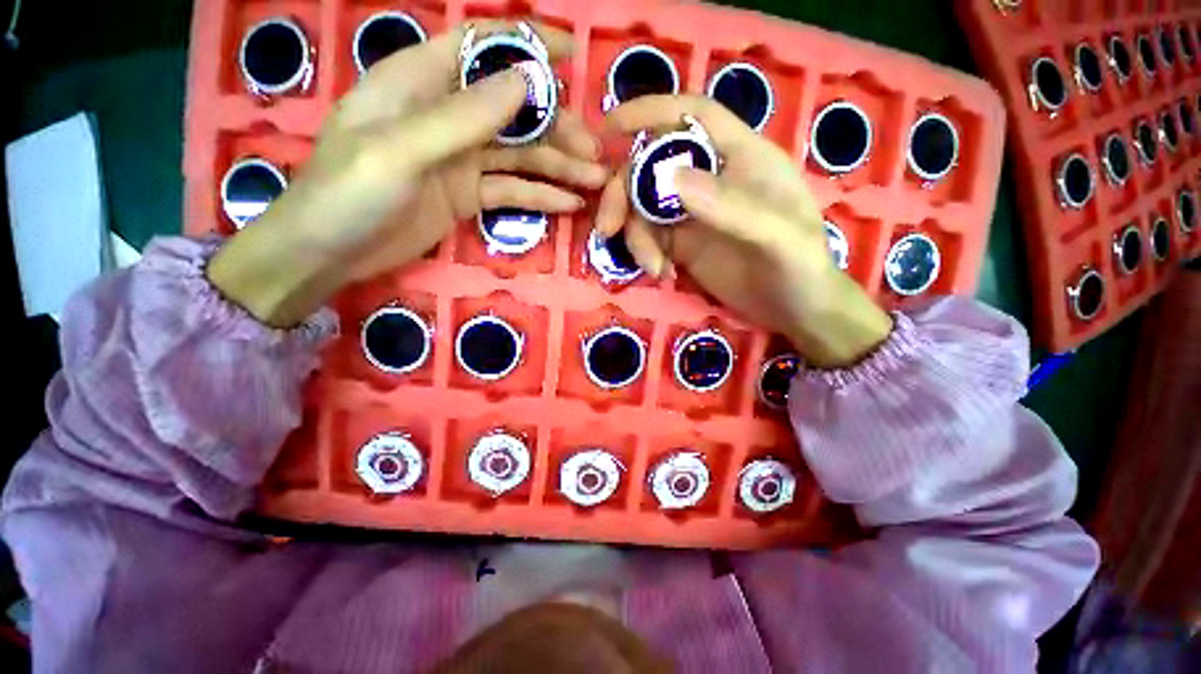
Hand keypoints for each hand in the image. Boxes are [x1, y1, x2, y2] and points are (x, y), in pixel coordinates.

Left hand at [209, 23, 607, 326]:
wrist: (329, 253)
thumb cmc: (347, 193)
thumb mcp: (400, 149)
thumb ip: (462, 116)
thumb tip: (525, 82)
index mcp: (420, 82)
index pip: (482, 48)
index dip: (528, 47)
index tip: (573, 55)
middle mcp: (446, 115)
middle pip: (513, 111)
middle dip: (558, 128)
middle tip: (595, 152)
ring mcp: (460, 158)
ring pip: (520, 154)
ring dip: (559, 166)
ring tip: (595, 180)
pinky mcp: (467, 194)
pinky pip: (512, 190)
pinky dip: (541, 196)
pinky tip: (570, 203)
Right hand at [595, 96, 891, 367]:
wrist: (795, 310)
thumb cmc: (801, 266)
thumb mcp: (776, 236)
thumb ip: (730, 206)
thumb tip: (669, 179)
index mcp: (740, 156)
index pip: (692, 116)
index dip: (650, 112)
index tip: (608, 128)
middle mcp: (710, 178)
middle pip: (651, 165)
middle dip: (623, 192)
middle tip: (607, 227)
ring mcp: (693, 213)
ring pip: (643, 207)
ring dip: (635, 235)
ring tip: (652, 268)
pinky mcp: (682, 244)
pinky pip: (649, 238)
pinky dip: (645, 254)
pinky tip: (661, 274)